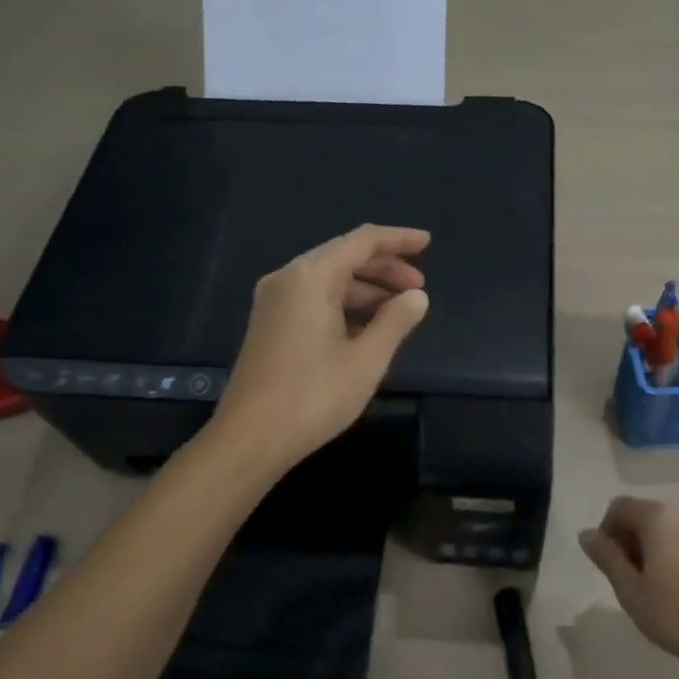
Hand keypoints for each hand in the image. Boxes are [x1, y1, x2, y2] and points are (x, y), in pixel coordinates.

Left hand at [212, 225, 430, 472]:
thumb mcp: (366, 359)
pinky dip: (345, 305)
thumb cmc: (313, 396)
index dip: (397, 239)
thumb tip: (417, 296)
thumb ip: (395, 321)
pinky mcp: (270, 324)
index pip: (361, 241)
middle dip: (384, 268)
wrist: (250, 438)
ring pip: (328, 280)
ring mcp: (274, 302)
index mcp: (310, 277)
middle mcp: (288, 279)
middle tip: (419, 288)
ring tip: (400, 311)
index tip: (428, 242)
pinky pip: (314, 299)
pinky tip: (368, 327)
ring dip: (366, 289)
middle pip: (343, 257)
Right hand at [579, 497, 678, 671]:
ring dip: (645, 547)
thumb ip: (605, 556)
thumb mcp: (628, 588)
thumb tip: (586, 535)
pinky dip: (666, 552)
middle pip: (641, 514)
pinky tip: (669, 585)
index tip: (607, 564)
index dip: (605, 531)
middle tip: (625, 578)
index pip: (619, 507)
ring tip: (647, 586)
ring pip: (661, 527)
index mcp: (658, 517)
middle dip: (626, 540)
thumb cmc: (673, 614)